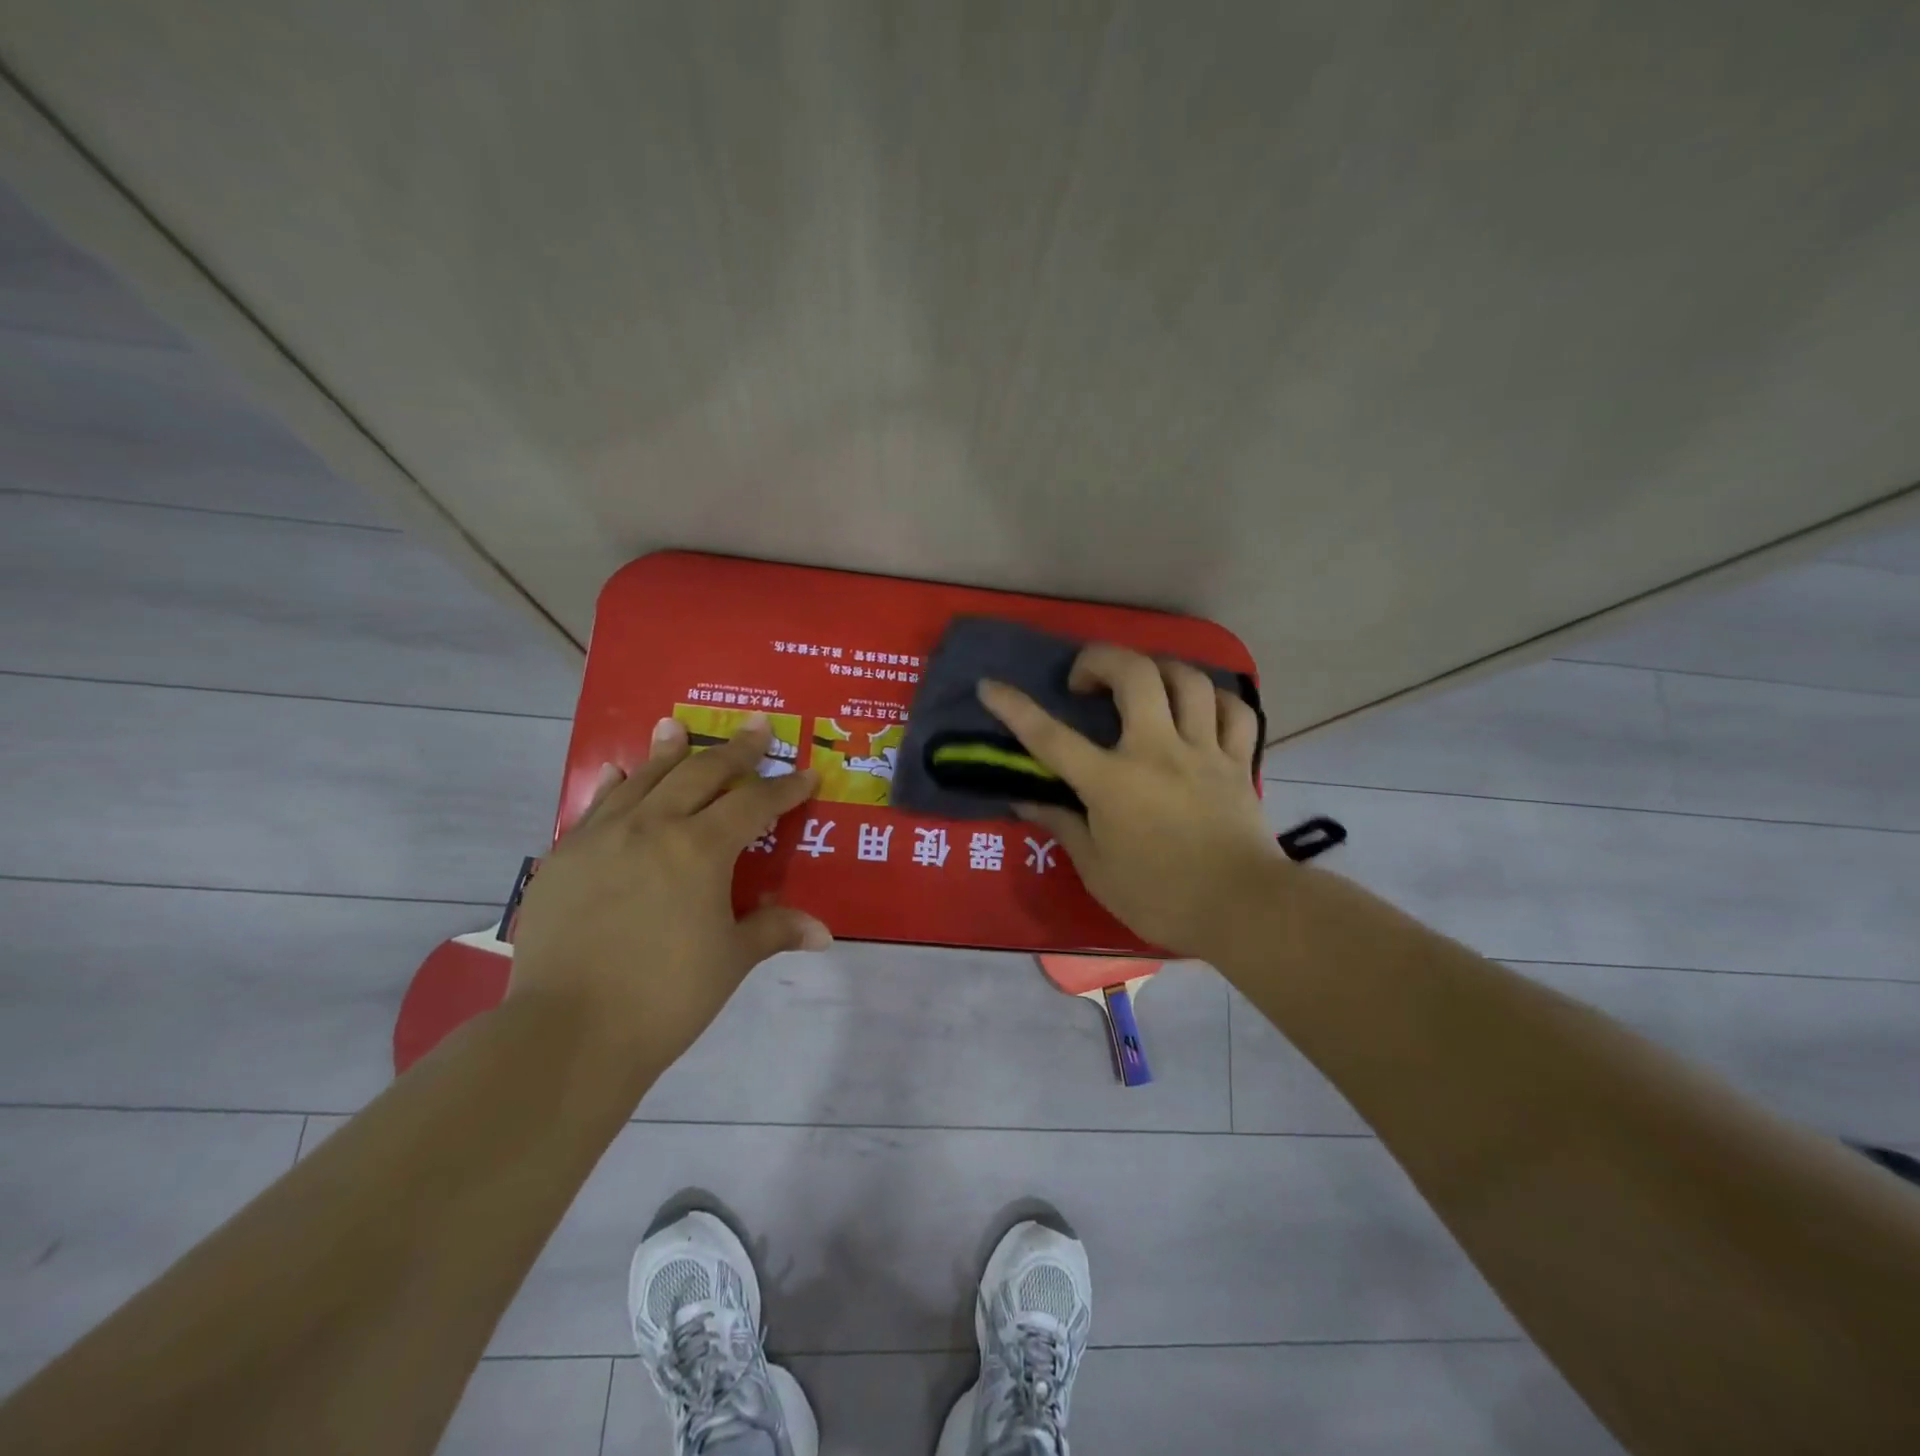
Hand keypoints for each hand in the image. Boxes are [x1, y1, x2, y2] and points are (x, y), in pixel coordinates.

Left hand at [508, 714, 831, 1068]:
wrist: (568, 1032)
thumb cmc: (666, 996)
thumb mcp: (731, 960)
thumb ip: (774, 931)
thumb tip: (823, 933)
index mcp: (700, 849)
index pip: (754, 804)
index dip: (785, 789)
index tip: (807, 774)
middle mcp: (653, 827)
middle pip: (700, 773)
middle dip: (735, 750)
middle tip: (756, 727)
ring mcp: (602, 837)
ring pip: (644, 779)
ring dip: (668, 752)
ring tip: (675, 726)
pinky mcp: (564, 858)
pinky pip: (596, 807)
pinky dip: (615, 786)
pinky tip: (620, 772)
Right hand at [978, 645, 1279, 959]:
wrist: (1244, 910)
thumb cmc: (1160, 898)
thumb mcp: (1097, 870)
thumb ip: (1061, 826)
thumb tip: (1024, 799)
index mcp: (1112, 783)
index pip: (1051, 737)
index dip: (1015, 708)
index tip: (990, 686)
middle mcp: (1157, 752)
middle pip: (1134, 675)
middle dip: (1101, 659)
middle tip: (1086, 680)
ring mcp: (1203, 751)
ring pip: (1188, 680)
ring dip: (1158, 670)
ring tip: (1143, 685)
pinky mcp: (1238, 762)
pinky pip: (1234, 711)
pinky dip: (1214, 699)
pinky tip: (1198, 707)